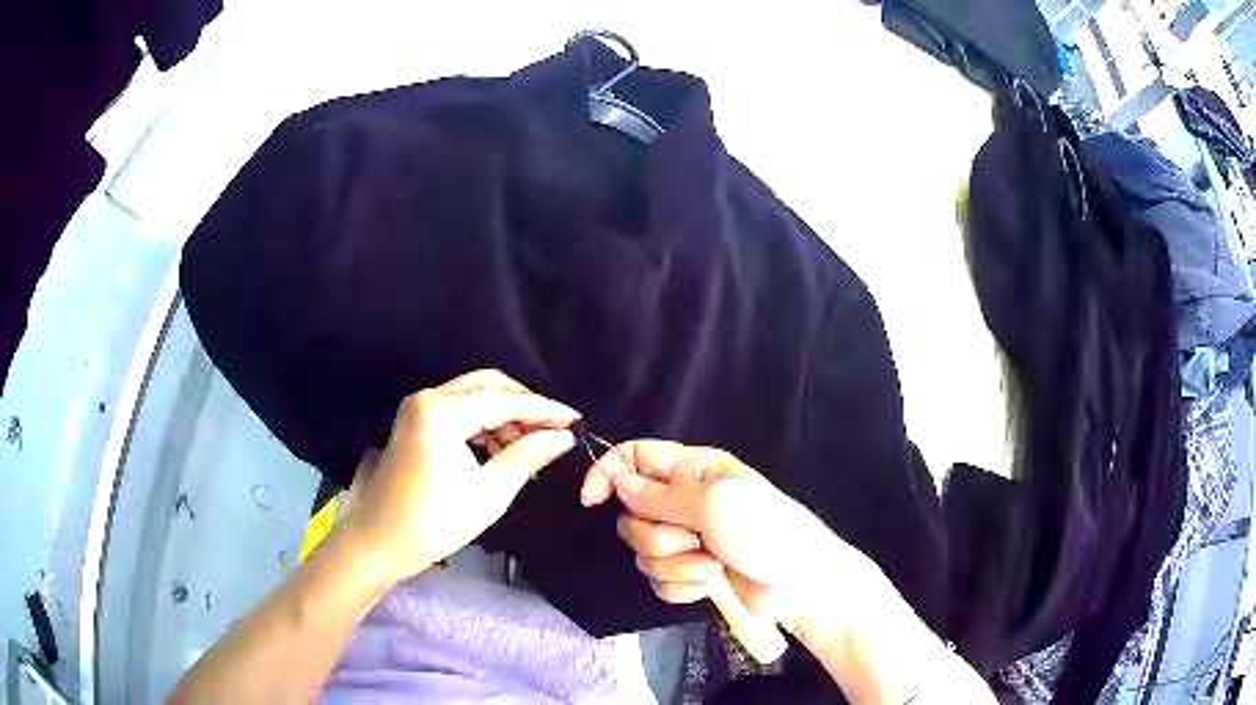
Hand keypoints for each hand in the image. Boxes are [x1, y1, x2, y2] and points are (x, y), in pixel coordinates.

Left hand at [345, 370, 579, 584]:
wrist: (379, 542)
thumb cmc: (433, 522)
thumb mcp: (488, 493)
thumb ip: (527, 456)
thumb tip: (563, 437)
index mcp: (441, 411)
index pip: (504, 400)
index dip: (544, 410)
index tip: (576, 420)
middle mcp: (428, 398)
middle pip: (488, 386)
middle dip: (525, 407)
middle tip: (556, 432)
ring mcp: (418, 408)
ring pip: (473, 397)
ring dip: (505, 417)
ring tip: (533, 448)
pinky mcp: (415, 422)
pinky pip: (459, 411)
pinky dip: (485, 425)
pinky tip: (504, 450)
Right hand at [579, 441, 875, 635]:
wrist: (800, 584)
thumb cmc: (766, 531)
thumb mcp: (715, 503)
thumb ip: (661, 495)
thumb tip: (618, 482)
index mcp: (691, 470)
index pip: (633, 458)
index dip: (607, 474)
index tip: (592, 500)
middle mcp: (682, 502)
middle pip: (632, 515)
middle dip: (658, 535)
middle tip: (694, 538)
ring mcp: (686, 541)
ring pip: (643, 553)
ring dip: (677, 564)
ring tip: (712, 564)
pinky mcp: (689, 575)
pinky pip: (659, 581)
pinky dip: (684, 586)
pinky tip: (710, 584)